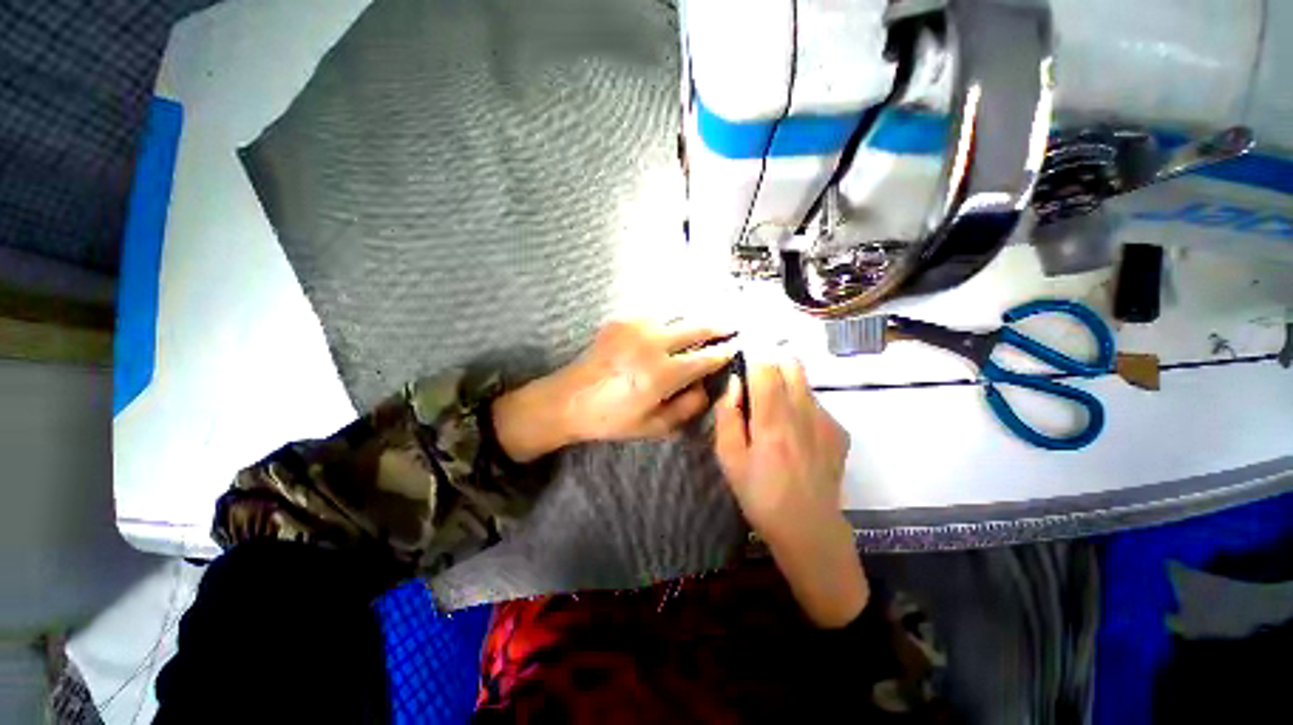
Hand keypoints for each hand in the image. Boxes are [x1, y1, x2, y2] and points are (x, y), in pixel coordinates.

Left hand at [493, 319, 734, 461]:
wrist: (569, 399)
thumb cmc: (612, 419)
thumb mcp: (654, 426)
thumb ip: (687, 407)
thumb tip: (705, 386)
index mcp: (662, 373)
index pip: (705, 357)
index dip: (724, 352)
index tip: (736, 347)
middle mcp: (652, 343)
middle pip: (696, 328)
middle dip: (717, 327)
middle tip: (732, 325)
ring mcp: (635, 327)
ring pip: (677, 315)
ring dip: (695, 319)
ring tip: (707, 323)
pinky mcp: (621, 321)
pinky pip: (655, 315)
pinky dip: (670, 319)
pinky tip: (674, 325)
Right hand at [714, 359, 866, 626]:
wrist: (809, 529)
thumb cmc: (759, 495)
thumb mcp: (729, 459)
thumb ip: (728, 416)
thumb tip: (735, 383)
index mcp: (772, 421)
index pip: (766, 368)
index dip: (752, 359)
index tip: (741, 366)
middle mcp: (804, 414)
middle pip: (791, 364)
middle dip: (771, 365)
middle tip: (756, 388)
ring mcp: (827, 421)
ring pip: (805, 382)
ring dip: (786, 386)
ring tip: (774, 416)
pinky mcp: (840, 432)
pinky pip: (816, 403)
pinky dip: (801, 406)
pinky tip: (795, 434)